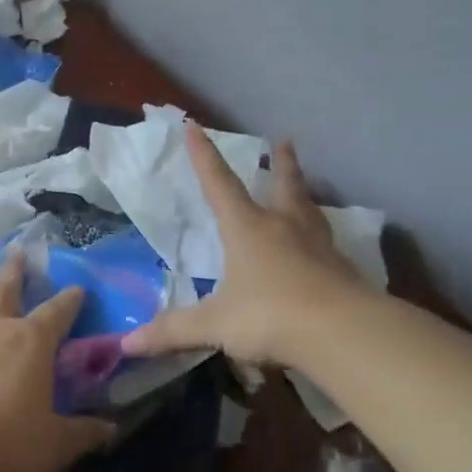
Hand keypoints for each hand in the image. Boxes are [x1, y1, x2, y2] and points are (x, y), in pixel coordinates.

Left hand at [0, 256, 112, 471]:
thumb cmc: (6, 445)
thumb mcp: (55, 444)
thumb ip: (84, 433)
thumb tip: (111, 430)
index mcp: (32, 341)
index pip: (58, 311)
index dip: (70, 299)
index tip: (78, 288)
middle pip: (5, 287)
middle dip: (14, 269)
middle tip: (17, 253)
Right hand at [123, 123, 365, 367]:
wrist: (343, 333)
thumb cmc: (270, 316)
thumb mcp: (216, 325)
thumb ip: (174, 331)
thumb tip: (127, 345)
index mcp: (248, 228)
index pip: (219, 183)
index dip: (203, 155)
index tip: (193, 125)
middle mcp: (284, 227)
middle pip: (283, 185)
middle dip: (280, 163)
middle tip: (285, 141)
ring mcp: (318, 246)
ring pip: (310, 210)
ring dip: (303, 194)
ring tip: (303, 189)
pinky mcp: (343, 270)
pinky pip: (327, 244)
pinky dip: (321, 237)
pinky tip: (322, 248)